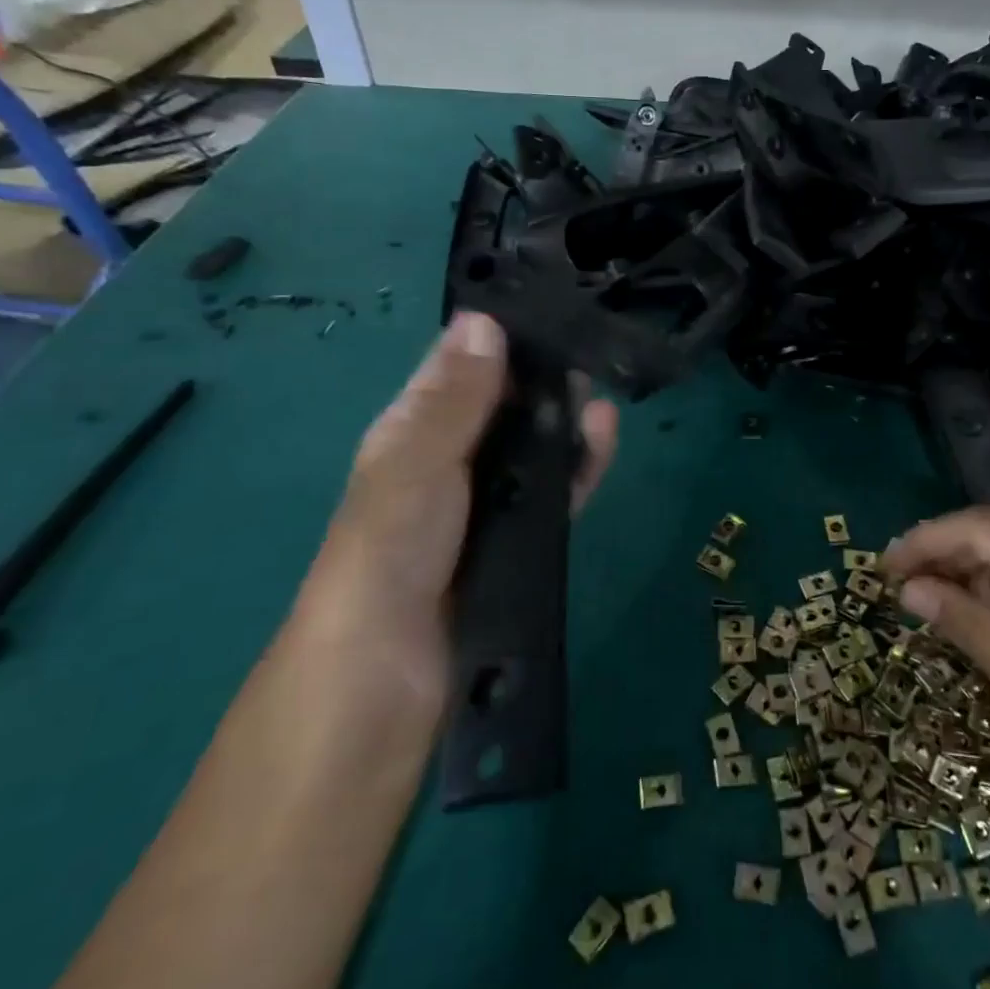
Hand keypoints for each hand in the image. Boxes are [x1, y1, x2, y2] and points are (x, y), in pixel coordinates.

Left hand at [305, 313, 618, 696]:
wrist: (386, 683)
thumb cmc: (388, 555)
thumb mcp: (415, 464)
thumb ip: (454, 400)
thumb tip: (484, 319)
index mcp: (411, 435)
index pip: (458, 370)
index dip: (498, 336)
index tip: (550, 305)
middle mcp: (448, 463)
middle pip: (502, 407)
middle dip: (541, 377)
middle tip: (590, 345)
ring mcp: (486, 505)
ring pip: (533, 447)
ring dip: (564, 418)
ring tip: (602, 389)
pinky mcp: (520, 542)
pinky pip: (555, 491)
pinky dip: (578, 464)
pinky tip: (603, 438)